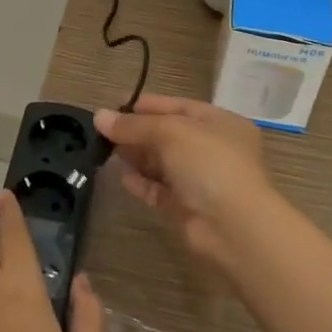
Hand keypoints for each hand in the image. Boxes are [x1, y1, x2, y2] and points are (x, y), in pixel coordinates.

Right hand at [94, 95, 280, 270]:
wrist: (233, 226)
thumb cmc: (209, 163)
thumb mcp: (171, 132)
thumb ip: (134, 125)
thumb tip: (99, 116)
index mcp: (219, 123)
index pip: (178, 106)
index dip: (147, 105)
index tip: (115, 106)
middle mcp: (212, 149)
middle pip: (168, 135)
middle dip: (138, 131)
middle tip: (103, 130)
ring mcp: (200, 180)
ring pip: (162, 163)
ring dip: (136, 156)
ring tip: (106, 150)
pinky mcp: (187, 208)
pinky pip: (159, 190)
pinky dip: (141, 183)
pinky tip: (122, 177)